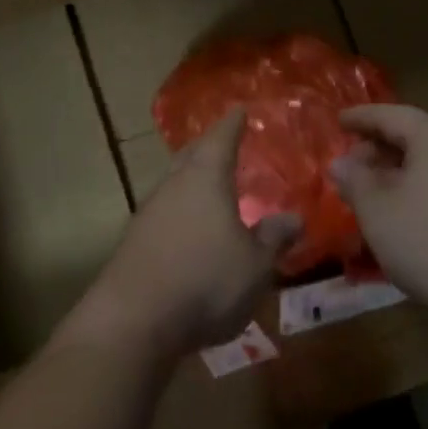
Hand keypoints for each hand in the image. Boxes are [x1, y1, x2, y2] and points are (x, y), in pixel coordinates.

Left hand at [65, 108, 300, 357]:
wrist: (134, 319)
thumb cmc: (206, 281)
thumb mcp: (255, 265)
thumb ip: (273, 238)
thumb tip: (293, 217)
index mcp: (206, 177)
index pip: (221, 138)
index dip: (233, 124)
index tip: (240, 109)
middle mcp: (174, 184)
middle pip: (192, 154)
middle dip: (208, 146)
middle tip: (224, 141)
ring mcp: (149, 210)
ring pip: (175, 181)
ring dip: (192, 177)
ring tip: (209, 182)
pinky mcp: (135, 239)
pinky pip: (165, 209)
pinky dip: (180, 207)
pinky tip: (188, 224)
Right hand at [331, 105, 427, 334]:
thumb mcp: (377, 211)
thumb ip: (354, 180)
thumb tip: (341, 163)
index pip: (392, 115)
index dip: (361, 117)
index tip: (338, 121)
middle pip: (414, 136)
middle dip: (378, 148)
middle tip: (350, 166)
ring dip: (398, 172)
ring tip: (372, 193)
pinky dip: (419, 189)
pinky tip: (404, 215)